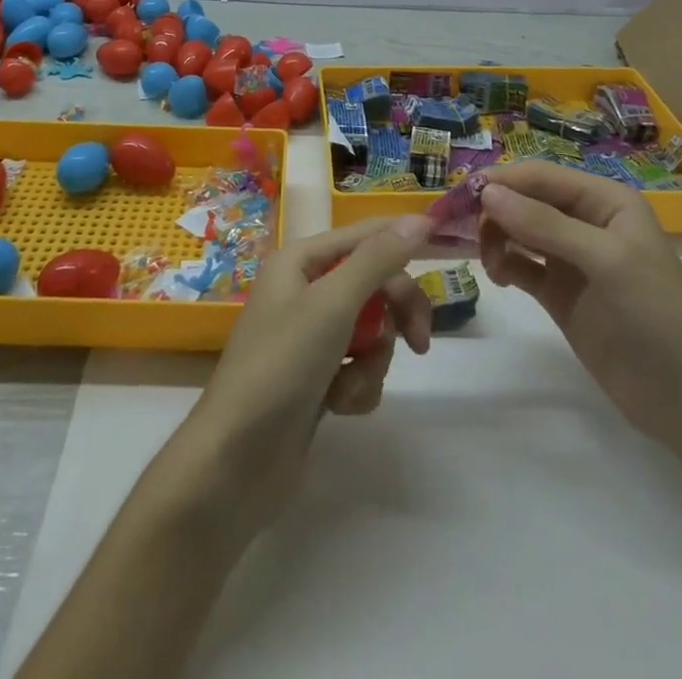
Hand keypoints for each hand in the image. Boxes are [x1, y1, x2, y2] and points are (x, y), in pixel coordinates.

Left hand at [183, 215, 433, 517]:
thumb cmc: (280, 367)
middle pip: (373, 283)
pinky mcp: (316, 377)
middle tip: (420, 341)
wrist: (235, 462)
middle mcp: (304, 289)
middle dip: (395, 312)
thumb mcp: (332, 305)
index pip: (365, 235)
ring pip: (371, 330)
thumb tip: (418, 219)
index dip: (403, 240)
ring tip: (349, 385)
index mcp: (300, 260)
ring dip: (372, 360)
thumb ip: (377, 260)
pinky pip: (358, 367)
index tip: (447, 253)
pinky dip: (357, 386)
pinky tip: (338, 407)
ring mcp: (309, 336)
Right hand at [478, 162, 681, 451]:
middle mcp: (585, 221)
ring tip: (492, 265)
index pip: (540, 176)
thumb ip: (545, 224)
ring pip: (518, 231)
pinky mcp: (560, 294)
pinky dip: (504, 264)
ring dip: (496, 238)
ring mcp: (571, 260)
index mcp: (604, 200)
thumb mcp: (606, 260)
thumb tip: (487, 192)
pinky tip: (499, 278)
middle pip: (524, 200)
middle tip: (465, 233)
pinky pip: (521, 265)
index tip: (460, 196)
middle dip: (493, 210)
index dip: (501, 181)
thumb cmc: (658, 315)